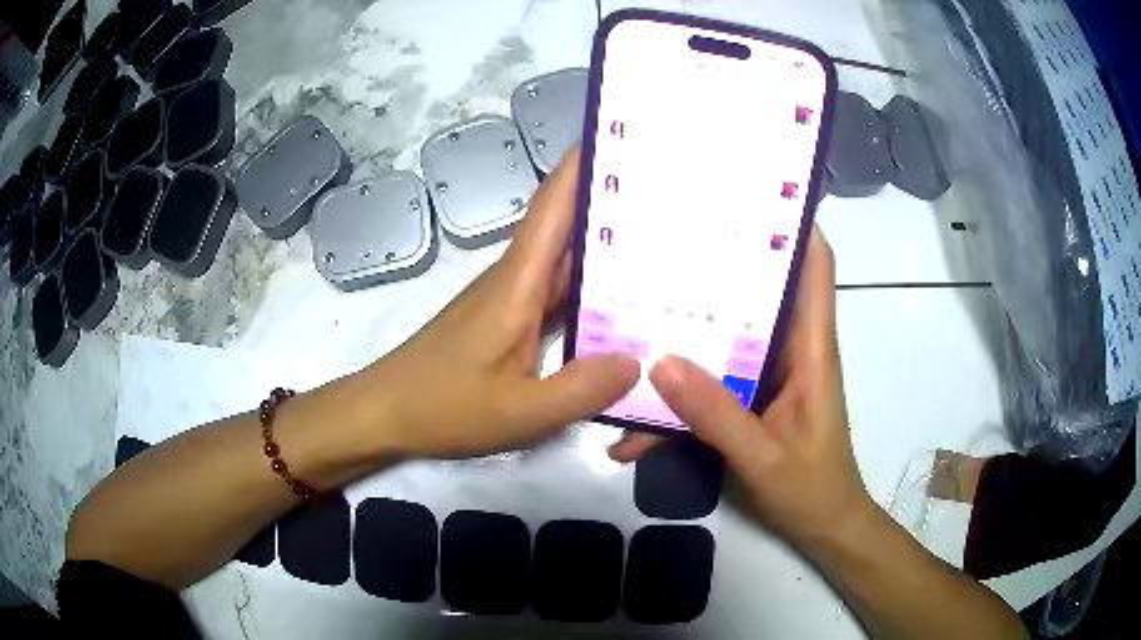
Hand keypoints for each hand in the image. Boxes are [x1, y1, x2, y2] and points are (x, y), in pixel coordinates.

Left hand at [367, 149, 639, 457]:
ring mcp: (512, 298)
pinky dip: (592, 290)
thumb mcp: (519, 412)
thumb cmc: (443, 406)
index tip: (624, 134)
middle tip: (673, 194)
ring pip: (567, 261)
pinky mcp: (509, 319)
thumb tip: (639, 361)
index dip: (585, 163)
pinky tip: (623, 305)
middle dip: (616, 202)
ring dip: (608, 247)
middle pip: (569, 226)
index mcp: (518, 282)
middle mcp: (517, 277)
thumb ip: (580, 390)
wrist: (386, 412)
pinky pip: (559, 293)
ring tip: (665, 243)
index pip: (555, 204)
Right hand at [611, 228, 873, 548]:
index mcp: (811, 349)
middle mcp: (791, 350)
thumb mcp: (763, 457)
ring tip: (631, 326)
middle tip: (665, 244)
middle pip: (760, 291)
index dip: (793, 225)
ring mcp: (768, 376)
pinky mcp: (750, 401)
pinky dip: (677, 401)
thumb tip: (662, 363)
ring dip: (684, 339)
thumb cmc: (812, 489)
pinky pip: (710, 387)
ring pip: (726, 341)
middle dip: (719, 266)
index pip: (815, 267)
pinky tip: (634, 433)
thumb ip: (717, 416)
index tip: (749, 196)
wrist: (822, 527)